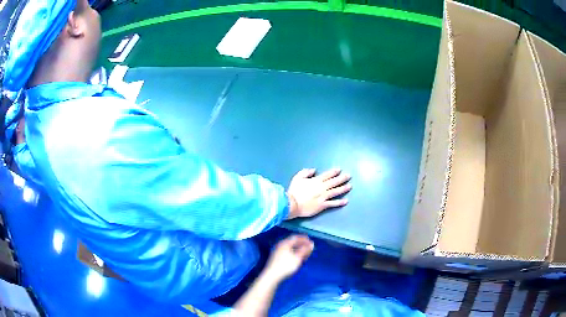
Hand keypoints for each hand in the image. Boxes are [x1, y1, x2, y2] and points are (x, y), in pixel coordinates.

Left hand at [264, 235, 313, 281]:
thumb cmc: (286, 265)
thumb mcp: (297, 257)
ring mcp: (278, 252)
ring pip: (291, 248)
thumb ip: (305, 250)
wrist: (272, 275)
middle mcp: (280, 246)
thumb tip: (311, 244)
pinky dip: (295, 254)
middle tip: (310, 248)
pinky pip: (288, 253)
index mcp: (284, 243)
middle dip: (302, 245)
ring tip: (306, 254)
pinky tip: (299, 259)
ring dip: (299, 250)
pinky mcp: (277, 258)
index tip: (311, 241)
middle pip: (293, 243)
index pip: (295, 237)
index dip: (304, 239)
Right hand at [286, 168, 351, 218]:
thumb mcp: (297, 178)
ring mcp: (323, 197)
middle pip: (334, 182)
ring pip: (335, 191)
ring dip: (343, 188)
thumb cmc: (294, 191)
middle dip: (342, 178)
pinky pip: (333, 203)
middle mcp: (321, 188)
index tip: (339, 170)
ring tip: (350, 186)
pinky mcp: (322, 205)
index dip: (333, 172)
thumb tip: (314, 170)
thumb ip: (305, 172)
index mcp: (315, 181)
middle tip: (349, 176)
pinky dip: (340, 202)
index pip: (327, 175)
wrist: (292, 204)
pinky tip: (346, 201)